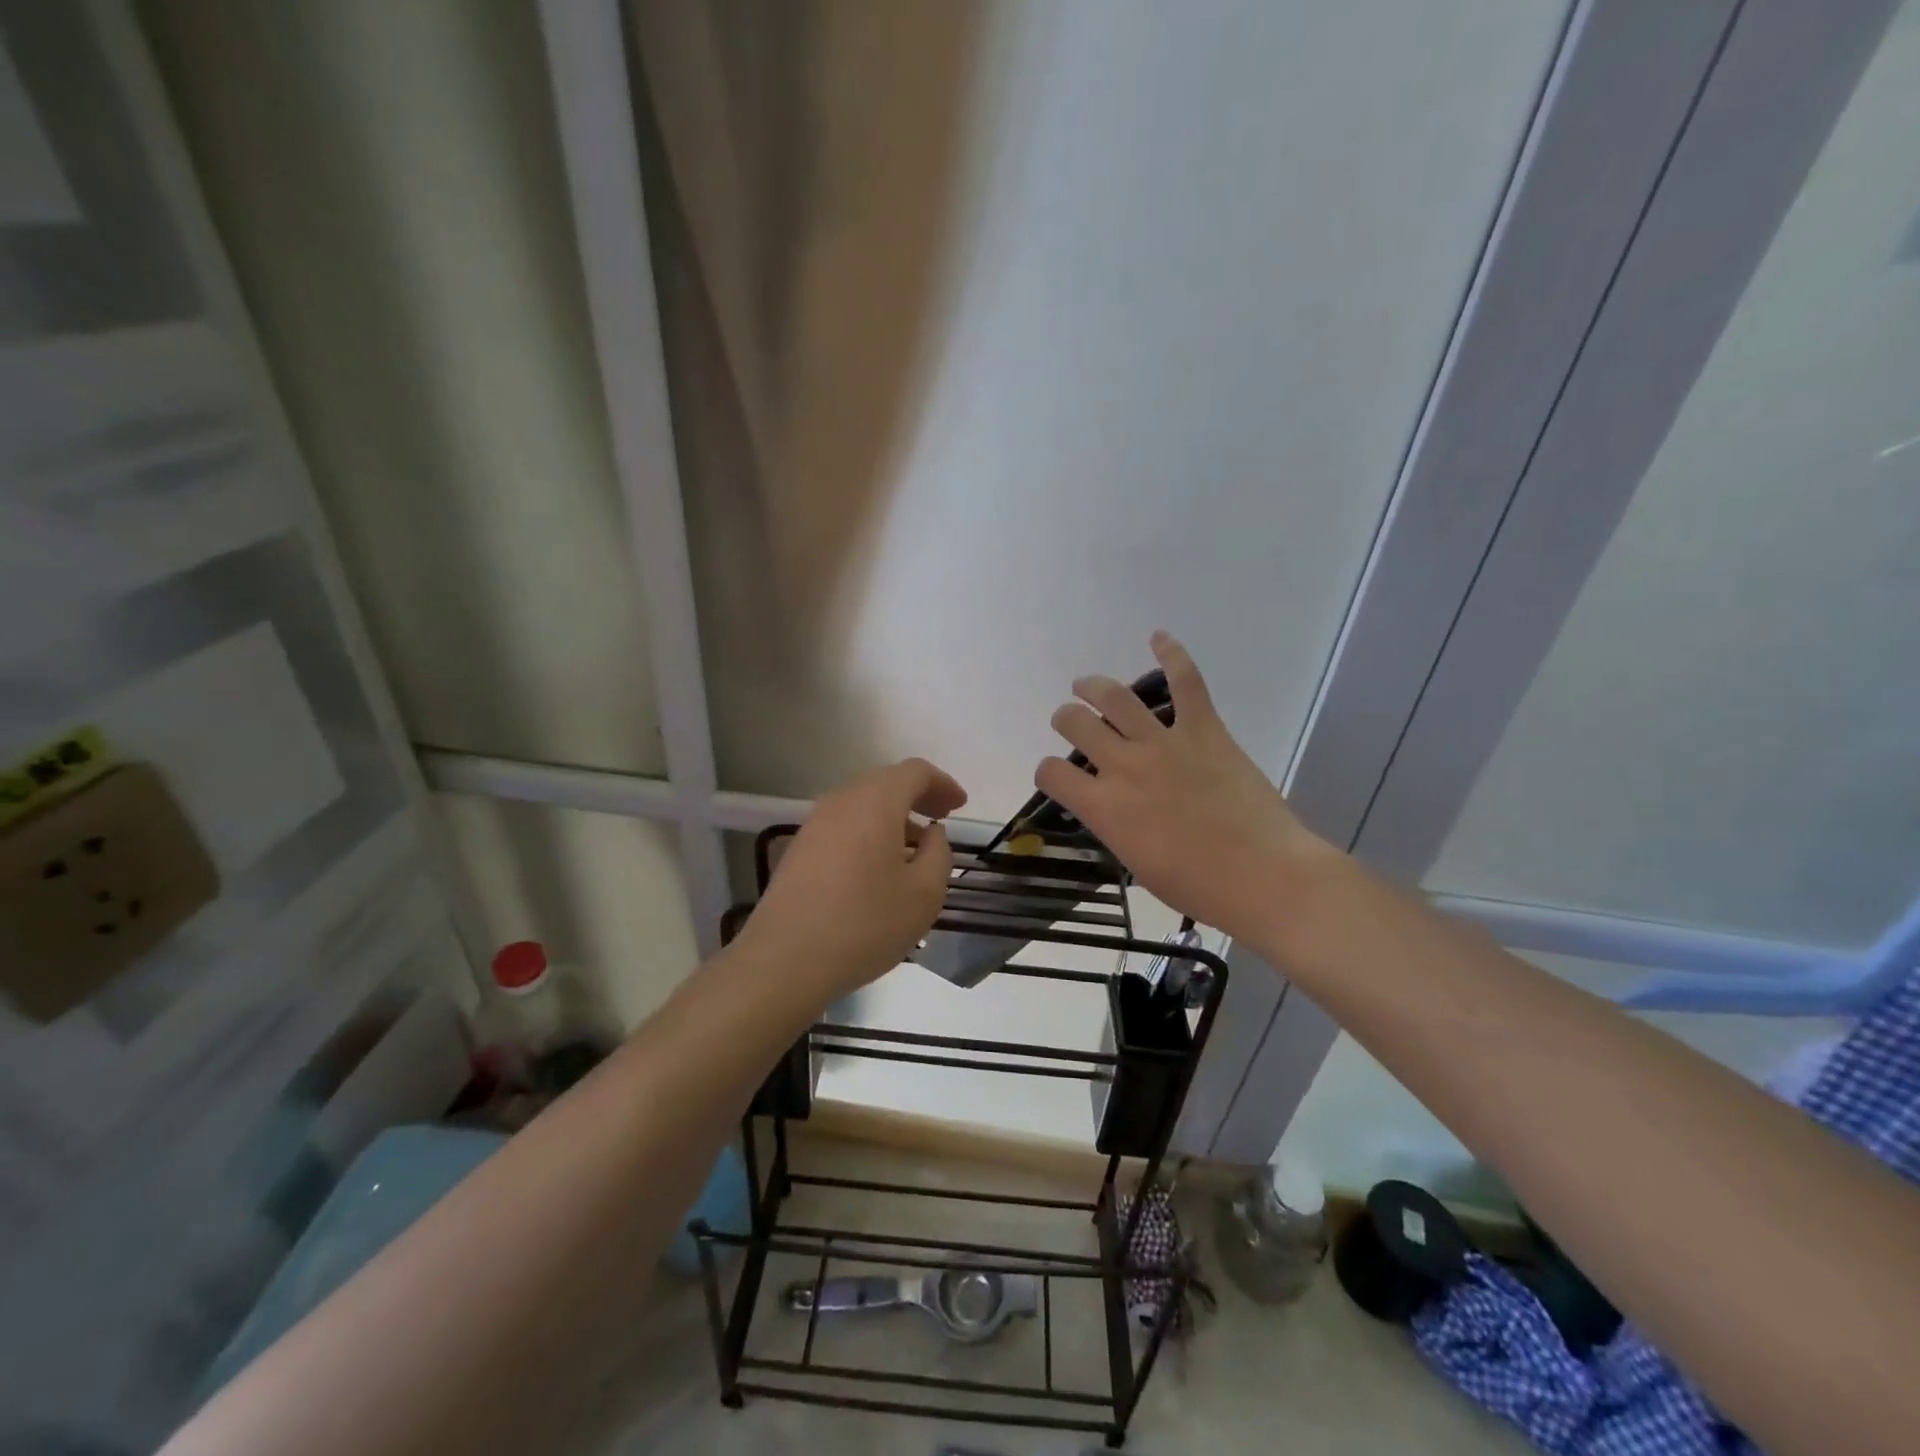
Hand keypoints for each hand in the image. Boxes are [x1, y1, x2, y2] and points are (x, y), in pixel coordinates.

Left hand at [743, 758, 967, 999]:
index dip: (942, 783)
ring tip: (914, 848)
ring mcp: (814, 823)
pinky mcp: (799, 848)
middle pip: (885, 782)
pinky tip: (878, 867)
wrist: (785, 960)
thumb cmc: (865, 923)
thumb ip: (939, 853)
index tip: (960, 806)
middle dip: (917, 796)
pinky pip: (843, 825)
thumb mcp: (924, 893)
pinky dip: (868, 832)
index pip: (914, 772)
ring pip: (862, 803)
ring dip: (892, 816)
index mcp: (875, 802)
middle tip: (941, 820)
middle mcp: (842, 801)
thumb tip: (931, 832)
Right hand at [1036, 632, 1336, 945]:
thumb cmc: (1198, 886)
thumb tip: (1113, 807)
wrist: (1264, 876)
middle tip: (1071, 721)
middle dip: (1066, 719)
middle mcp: (1124, 766)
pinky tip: (1158, 638)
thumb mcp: (1137, 864)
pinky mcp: (1205, 730)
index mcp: (1104, 807)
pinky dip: (1172, 655)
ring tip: (1087, 685)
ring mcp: (1164, 743)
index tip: (1057, 776)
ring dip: (1093, 686)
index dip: (1048, 772)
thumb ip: (1115, 826)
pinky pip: (1187, 682)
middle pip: (1076, 724)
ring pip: (1115, 697)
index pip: (1052, 773)